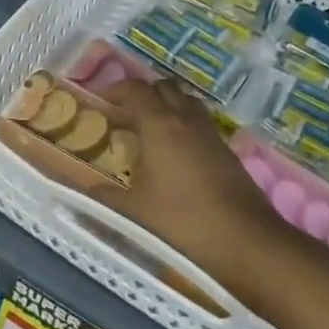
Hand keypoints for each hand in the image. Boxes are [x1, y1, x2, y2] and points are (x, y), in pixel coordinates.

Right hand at [99, 79, 307, 310]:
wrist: (245, 240)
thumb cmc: (183, 221)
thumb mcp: (135, 212)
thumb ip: (105, 197)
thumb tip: (83, 190)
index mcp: (159, 124)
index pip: (135, 89)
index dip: (114, 90)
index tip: (99, 103)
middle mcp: (186, 118)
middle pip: (163, 87)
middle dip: (142, 94)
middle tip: (124, 115)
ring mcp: (210, 132)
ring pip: (185, 101)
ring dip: (166, 106)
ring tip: (149, 130)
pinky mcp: (226, 149)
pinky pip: (200, 122)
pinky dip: (184, 124)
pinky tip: (175, 154)